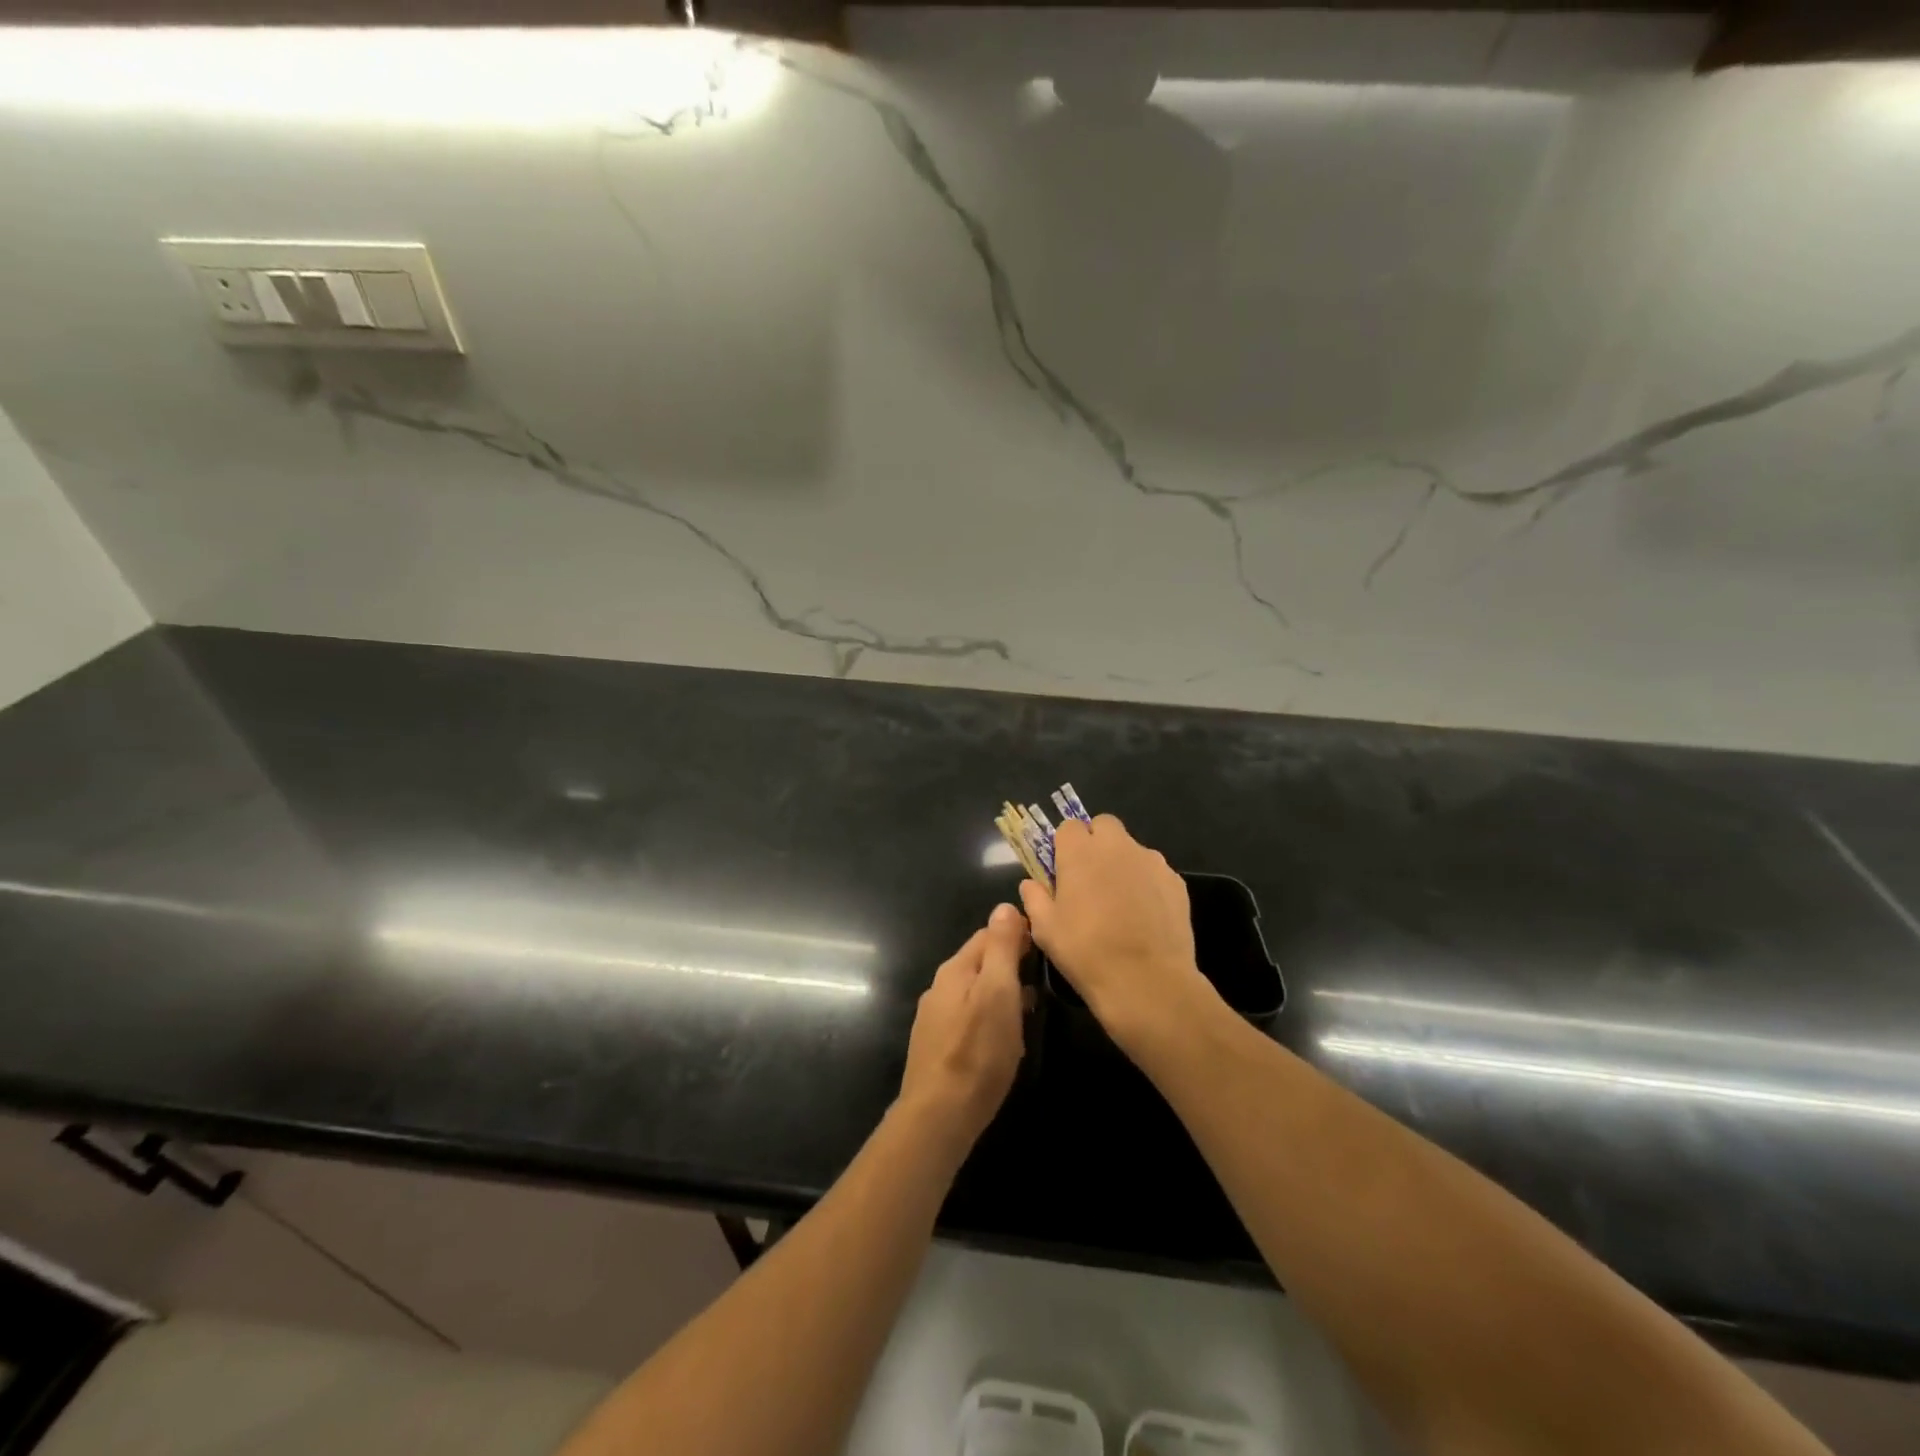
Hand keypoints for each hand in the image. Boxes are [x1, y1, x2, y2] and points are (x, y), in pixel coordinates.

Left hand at [897, 903, 1027, 1162]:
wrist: (940, 1115)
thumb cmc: (978, 1050)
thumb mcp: (998, 991)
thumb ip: (1001, 948)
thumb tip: (1005, 906)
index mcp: (955, 969)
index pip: (987, 934)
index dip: (1016, 934)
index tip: (1044, 943)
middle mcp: (940, 988)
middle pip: (980, 963)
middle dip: (1009, 964)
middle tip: (1042, 977)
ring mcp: (935, 1018)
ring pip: (975, 992)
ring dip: (1002, 993)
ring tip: (1030, 1008)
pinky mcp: (937, 1047)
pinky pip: (969, 1019)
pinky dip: (990, 1018)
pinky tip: (1004, 1037)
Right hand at [1019, 815, 1216, 1056]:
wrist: (1147, 981)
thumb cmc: (1086, 952)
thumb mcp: (1046, 930)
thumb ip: (1035, 898)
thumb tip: (1031, 884)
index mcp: (1080, 852)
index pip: (1069, 826)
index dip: (1065, 845)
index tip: (1063, 869)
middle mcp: (1117, 847)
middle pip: (1104, 825)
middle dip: (1096, 842)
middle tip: (1090, 877)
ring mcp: (1151, 861)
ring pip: (1132, 848)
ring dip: (1122, 862)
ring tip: (1120, 901)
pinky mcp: (1176, 882)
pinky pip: (1155, 871)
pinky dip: (1147, 883)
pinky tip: (1144, 915)